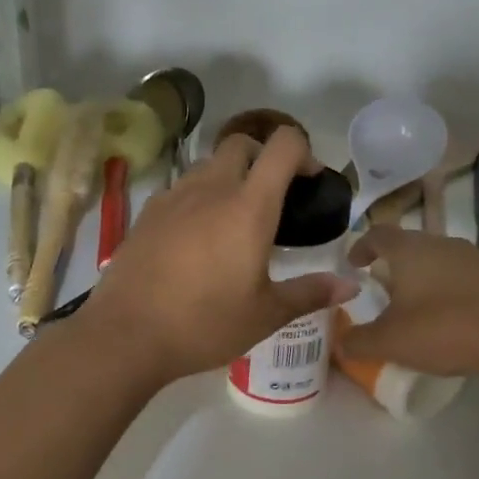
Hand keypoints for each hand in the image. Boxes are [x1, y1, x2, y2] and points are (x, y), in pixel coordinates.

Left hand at [81, 127, 356, 384]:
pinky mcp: (147, 213)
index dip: (303, 152)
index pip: (283, 145)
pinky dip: (198, 197)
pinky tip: (197, 237)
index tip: (309, 182)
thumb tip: (352, 287)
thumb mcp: (266, 314)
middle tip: (273, 199)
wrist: (127, 334)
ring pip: (208, 165)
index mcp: (249, 206)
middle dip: (263, 158)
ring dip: (229, 176)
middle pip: (241, 144)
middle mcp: (211, 188)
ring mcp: (174, 197)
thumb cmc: (205, 324)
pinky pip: (181, 189)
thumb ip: (310, 292)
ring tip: (234, 220)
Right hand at [337, 225, 478, 382]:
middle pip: (410, 246)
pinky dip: (450, 293)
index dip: (361, 247)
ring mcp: (475, 258)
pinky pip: (464, 279)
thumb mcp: (390, 342)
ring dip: (424, 279)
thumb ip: (358, 342)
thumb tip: (340, 344)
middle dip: (393, 266)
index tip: (353, 264)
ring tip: (417, 308)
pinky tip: (453, 320)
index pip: (377, 235)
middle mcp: (442, 244)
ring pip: (439, 261)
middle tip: (382, 290)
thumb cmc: (444, 328)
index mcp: (409, 250)